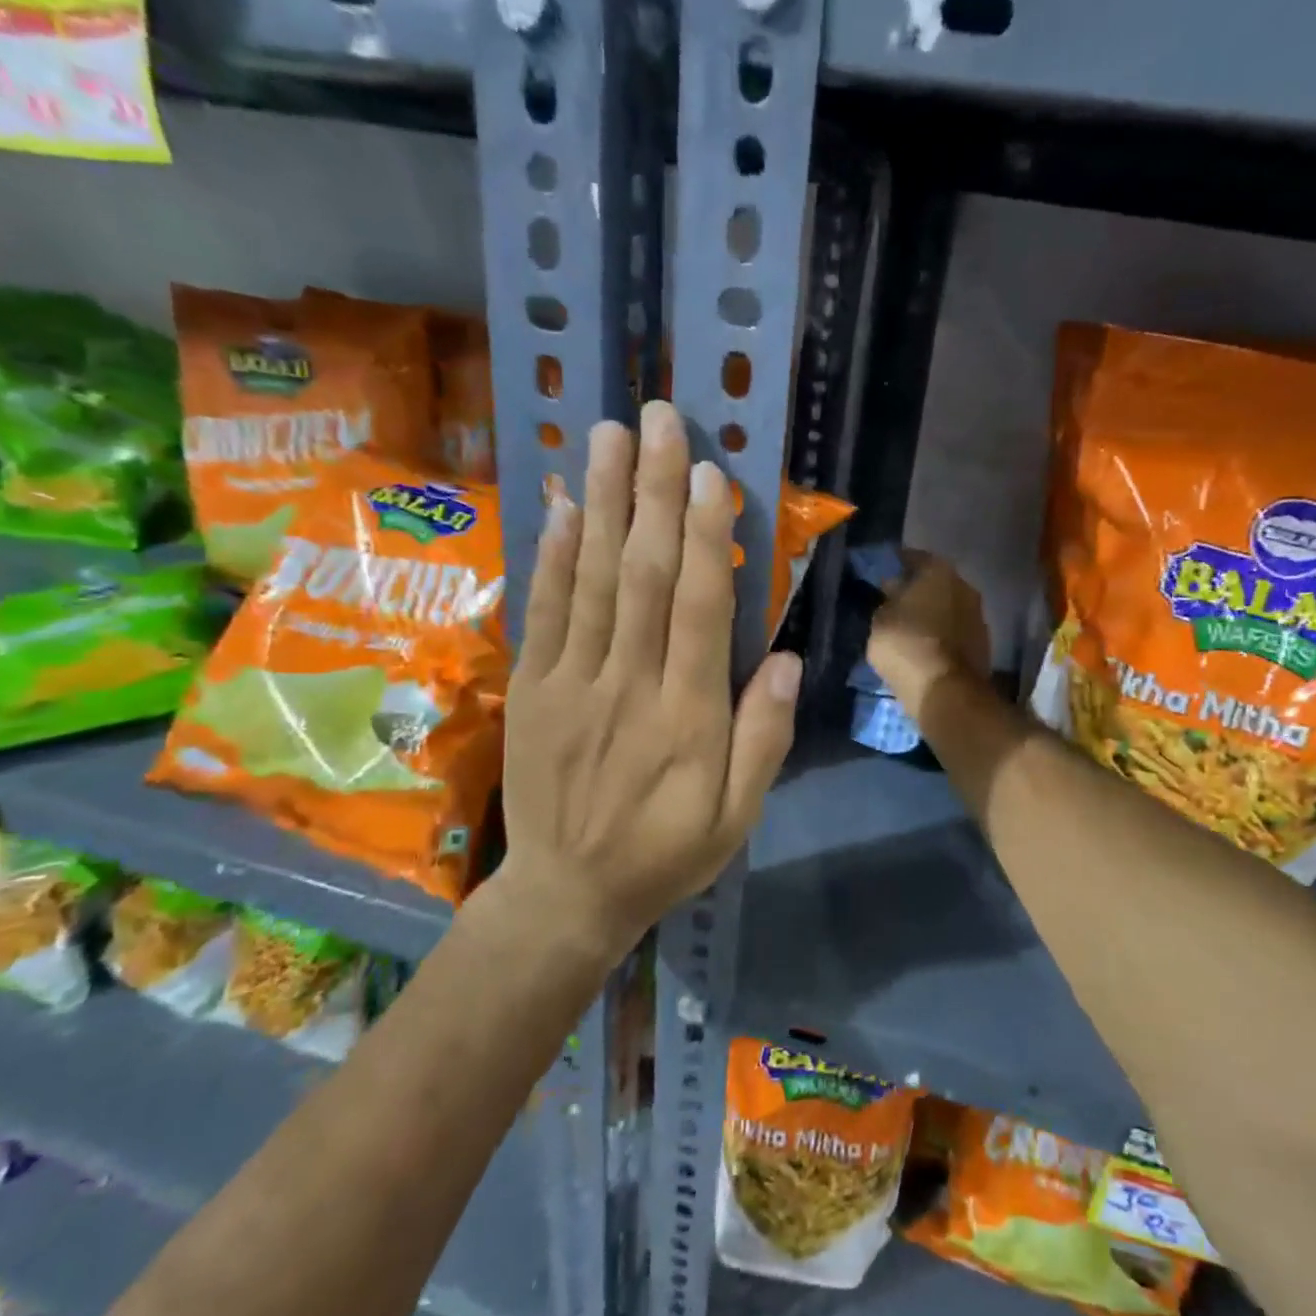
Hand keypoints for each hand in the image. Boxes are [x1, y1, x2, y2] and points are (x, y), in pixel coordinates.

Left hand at [494, 400, 800, 949]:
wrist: (566, 895)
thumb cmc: (666, 853)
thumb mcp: (737, 817)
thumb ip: (763, 738)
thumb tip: (784, 658)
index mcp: (687, 718)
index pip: (698, 610)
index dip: (704, 538)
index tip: (711, 475)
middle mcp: (627, 686)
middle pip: (641, 575)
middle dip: (652, 493)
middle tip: (660, 421)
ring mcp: (571, 683)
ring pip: (590, 580)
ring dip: (600, 502)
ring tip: (609, 436)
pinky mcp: (532, 689)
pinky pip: (542, 613)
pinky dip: (552, 555)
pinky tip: (562, 505)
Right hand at [867, 551, 991, 712]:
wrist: (947, 692)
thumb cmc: (907, 645)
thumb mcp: (880, 620)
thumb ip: (886, 600)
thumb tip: (893, 589)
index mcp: (938, 570)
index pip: (912, 558)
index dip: (895, 566)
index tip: (881, 576)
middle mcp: (964, 585)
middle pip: (935, 582)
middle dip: (916, 591)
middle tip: (894, 603)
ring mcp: (978, 615)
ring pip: (947, 607)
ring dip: (931, 614)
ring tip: (909, 628)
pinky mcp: (983, 644)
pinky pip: (955, 631)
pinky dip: (941, 635)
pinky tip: (925, 646)